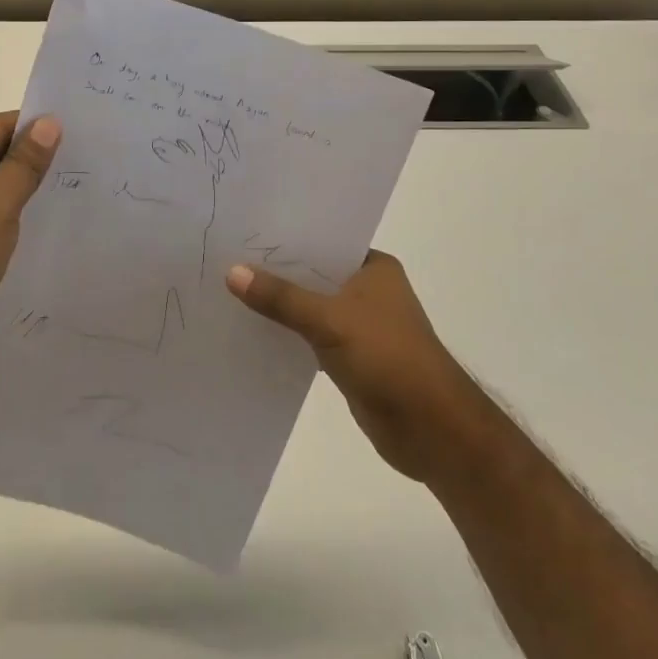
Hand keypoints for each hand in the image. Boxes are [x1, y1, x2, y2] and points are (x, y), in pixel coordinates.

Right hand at [227, 251, 472, 481]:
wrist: (430, 428)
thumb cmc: (387, 358)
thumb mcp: (328, 320)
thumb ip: (281, 297)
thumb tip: (232, 272)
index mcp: (374, 268)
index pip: (324, 241)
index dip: (287, 237)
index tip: (245, 230)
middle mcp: (369, 290)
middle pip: (314, 274)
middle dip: (277, 271)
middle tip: (227, 257)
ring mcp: (361, 325)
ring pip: (311, 306)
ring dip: (281, 305)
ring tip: (231, 290)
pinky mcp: (351, 357)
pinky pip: (311, 337)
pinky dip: (288, 334)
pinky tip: (253, 330)